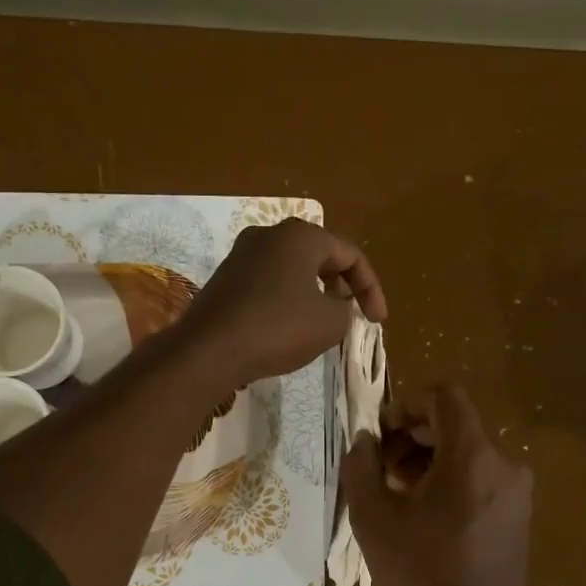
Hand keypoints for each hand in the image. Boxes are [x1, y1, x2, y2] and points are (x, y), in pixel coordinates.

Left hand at [181, 219, 387, 387]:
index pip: (350, 255)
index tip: (377, 321)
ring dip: (315, 293)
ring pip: (292, 269)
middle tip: (352, 314)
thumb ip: (346, 310)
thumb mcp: (330, 323)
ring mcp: (241, 255)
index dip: (371, 289)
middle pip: (320, 256)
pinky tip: (289, 327)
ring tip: (324, 323)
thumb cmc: (277, 328)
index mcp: (300, 235)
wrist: (208, 350)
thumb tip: (338, 307)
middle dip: (342, 286)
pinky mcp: (225, 279)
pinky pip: (269, 283)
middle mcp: (269, 235)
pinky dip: (288, 300)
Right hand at [343, 384, 532, 585]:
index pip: (445, 397)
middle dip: (412, 436)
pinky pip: (480, 480)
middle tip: (379, 467)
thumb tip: (365, 440)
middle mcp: (504, 465)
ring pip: (467, 454)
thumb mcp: (373, 518)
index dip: (406, 404)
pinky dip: (449, 482)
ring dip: (428, 461)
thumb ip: (361, 466)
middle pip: (455, 425)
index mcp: (473, 456)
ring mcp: (516, 494)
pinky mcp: (518, 518)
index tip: (380, 432)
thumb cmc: (419, 576)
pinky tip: (423, 516)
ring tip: (396, 495)